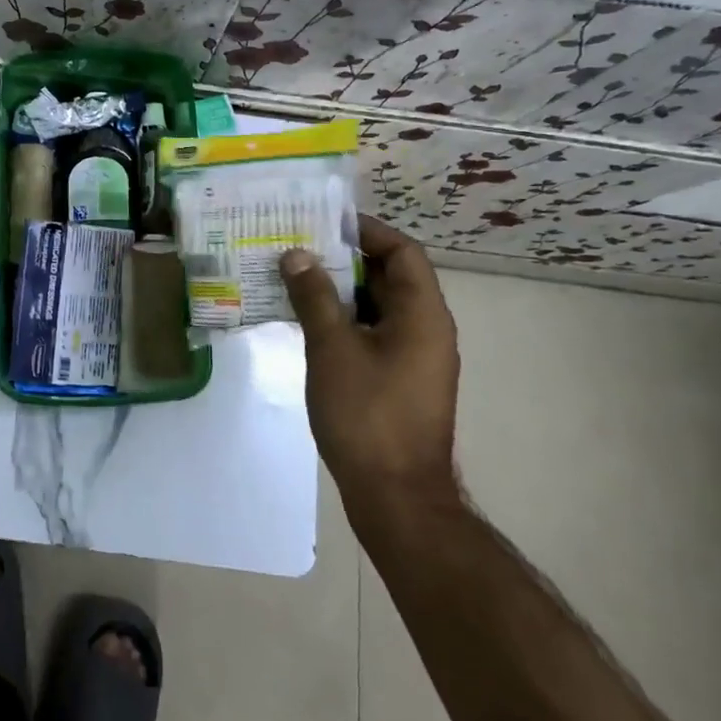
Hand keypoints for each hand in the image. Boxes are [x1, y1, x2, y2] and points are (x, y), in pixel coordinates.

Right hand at [280, 216, 460, 498]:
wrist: (395, 497)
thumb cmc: (367, 414)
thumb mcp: (332, 348)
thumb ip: (314, 296)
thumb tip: (296, 255)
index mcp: (423, 314)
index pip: (402, 252)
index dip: (366, 231)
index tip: (323, 222)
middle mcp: (427, 329)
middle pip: (389, 276)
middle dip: (344, 259)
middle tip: (297, 247)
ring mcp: (415, 358)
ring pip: (378, 307)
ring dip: (339, 291)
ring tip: (293, 278)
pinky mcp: (400, 380)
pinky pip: (373, 333)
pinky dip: (344, 320)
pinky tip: (306, 321)